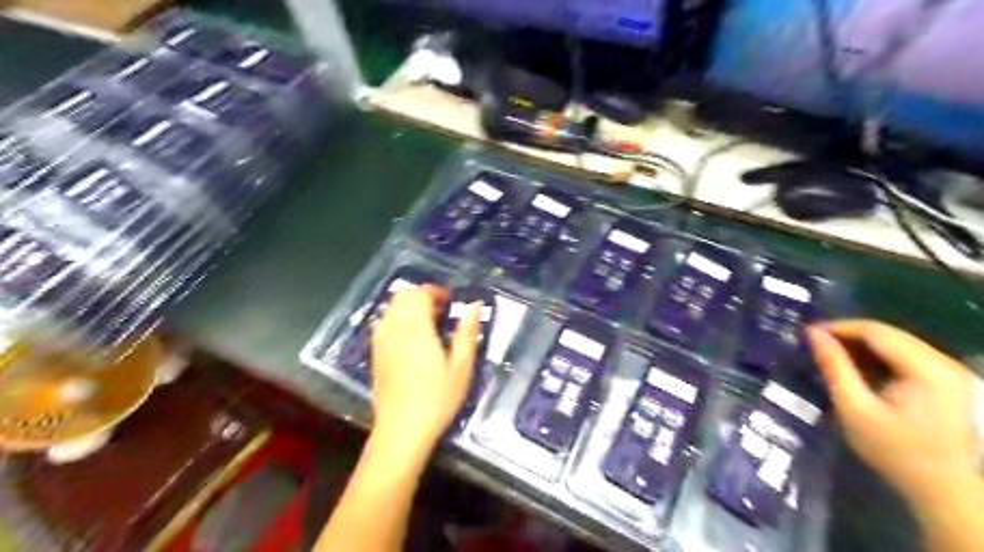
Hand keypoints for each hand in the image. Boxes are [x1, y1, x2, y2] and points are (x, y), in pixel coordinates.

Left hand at [369, 287, 481, 450]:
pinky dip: (396, 319)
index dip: (436, 291)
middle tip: (441, 309)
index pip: (420, 294)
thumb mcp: (461, 366)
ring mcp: (381, 342)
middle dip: (421, 296)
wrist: (401, 431)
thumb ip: (467, 332)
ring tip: (427, 321)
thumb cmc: (437, 399)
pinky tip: (409, 337)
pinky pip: (382, 324)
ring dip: (407, 306)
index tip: (451, 300)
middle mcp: (394, 328)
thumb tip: (473, 305)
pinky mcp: (375, 355)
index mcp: (416, 328)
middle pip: (402, 297)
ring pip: (390, 309)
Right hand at [807, 318, 974, 503]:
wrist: (945, 492)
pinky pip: (906, 358)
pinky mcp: (947, 384)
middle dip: (848, 335)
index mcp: (926, 368)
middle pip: (888, 335)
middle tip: (814, 343)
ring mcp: (949, 373)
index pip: (875, 331)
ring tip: (829, 354)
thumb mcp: (854, 408)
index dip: (837, 327)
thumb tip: (813, 333)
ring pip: (897, 344)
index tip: (806, 333)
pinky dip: (877, 358)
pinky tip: (857, 368)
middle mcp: (944, 363)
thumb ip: (834, 367)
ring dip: (861, 346)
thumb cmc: (895, 451)